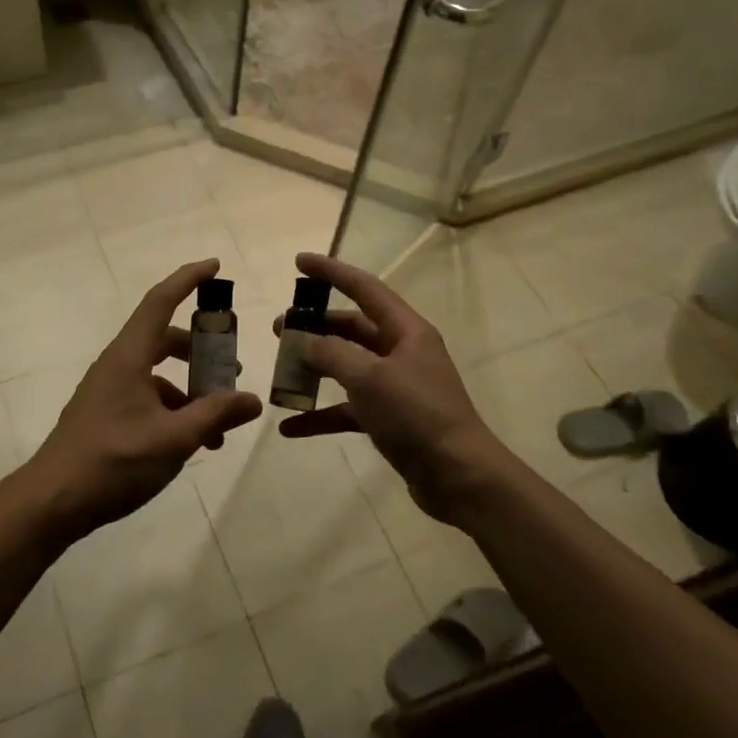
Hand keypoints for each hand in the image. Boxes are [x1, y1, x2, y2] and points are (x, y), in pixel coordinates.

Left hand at [26, 259, 262, 539]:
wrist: (53, 501)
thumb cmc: (114, 461)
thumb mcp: (175, 438)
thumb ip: (215, 415)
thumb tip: (252, 400)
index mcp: (129, 357)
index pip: (160, 301)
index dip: (188, 279)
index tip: (215, 266)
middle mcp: (117, 365)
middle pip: (163, 339)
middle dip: (200, 348)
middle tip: (231, 364)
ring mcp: (108, 391)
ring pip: (157, 374)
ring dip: (190, 389)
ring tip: (220, 422)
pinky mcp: (106, 415)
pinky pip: (147, 398)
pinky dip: (174, 410)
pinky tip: (192, 442)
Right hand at [275, 253, 507, 521]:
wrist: (458, 476)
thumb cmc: (417, 415)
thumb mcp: (370, 378)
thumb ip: (331, 353)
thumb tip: (303, 340)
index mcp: (405, 331)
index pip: (364, 288)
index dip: (331, 272)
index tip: (299, 261)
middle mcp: (401, 352)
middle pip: (351, 328)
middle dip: (314, 326)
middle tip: (278, 329)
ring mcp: (395, 387)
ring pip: (346, 367)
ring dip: (314, 370)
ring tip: (280, 372)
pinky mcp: (388, 419)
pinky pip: (347, 409)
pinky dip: (320, 415)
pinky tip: (290, 427)